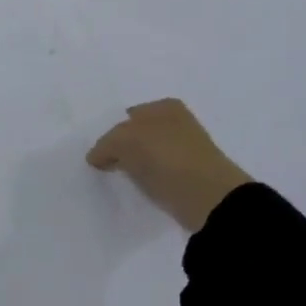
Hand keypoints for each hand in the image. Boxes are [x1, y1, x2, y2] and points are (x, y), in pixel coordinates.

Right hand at [86, 99, 252, 232]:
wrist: (209, 198)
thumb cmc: (166, 158)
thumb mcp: (124, 140)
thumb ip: (106, 144)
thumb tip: (96, 157)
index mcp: (165, 107)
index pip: (126, 116)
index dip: (110, 134)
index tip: (97, 155)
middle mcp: (178, 123)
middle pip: (138, 136)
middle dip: (121, 150)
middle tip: (103, 168)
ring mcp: (186, 151)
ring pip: (148, 156)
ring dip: (134, 167)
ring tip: (119, 182)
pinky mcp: (190, 177)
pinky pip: (159, 176)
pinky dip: (147, 182)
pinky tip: (138, 191)